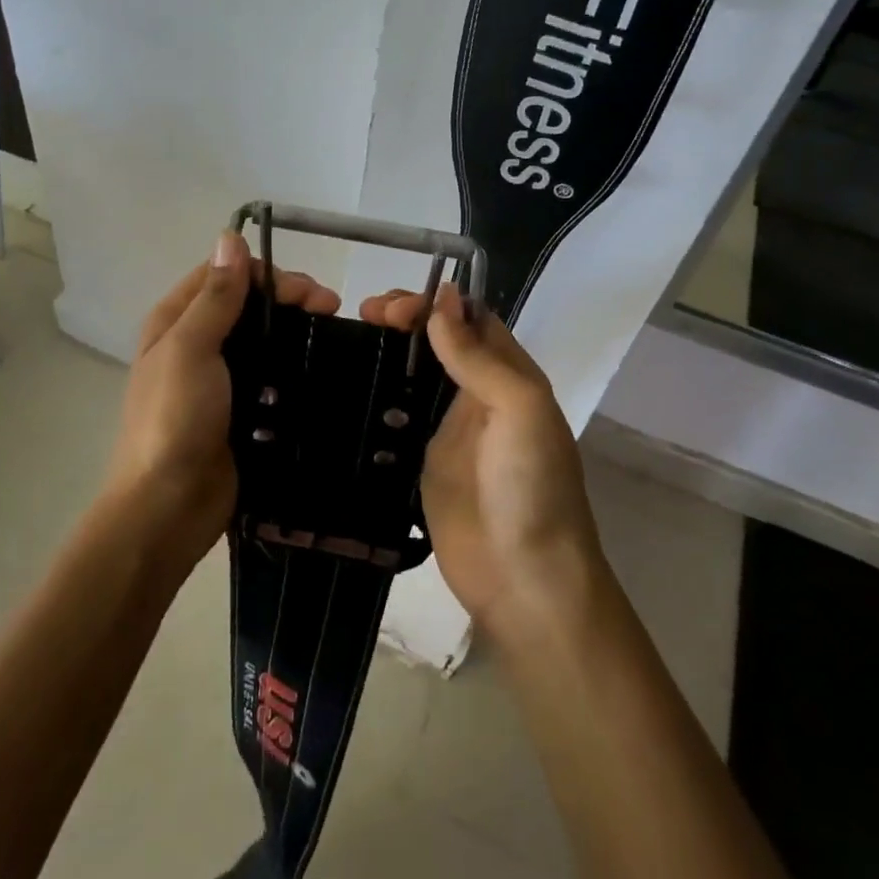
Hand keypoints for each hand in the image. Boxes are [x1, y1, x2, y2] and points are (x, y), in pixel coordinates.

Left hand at [109, 233, 338, 569]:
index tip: (306, 290)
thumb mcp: (190, 349)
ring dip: (295, 330)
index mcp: (175, 321)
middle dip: (288, 299)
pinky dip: (294, 365)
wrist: (169, 506)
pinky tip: (321, 368)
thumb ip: (215, 296)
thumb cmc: (173, 419)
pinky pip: (272, 376)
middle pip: (247, 304)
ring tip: (334, 337)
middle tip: (331, 309)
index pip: (224, 274)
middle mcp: (196, 343)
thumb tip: (230, 237)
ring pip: (263, 338)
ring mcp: (220, 379)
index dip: (266, 273)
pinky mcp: (242, 409)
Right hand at [360, 286, 599, 628]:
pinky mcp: (422, 462)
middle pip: (440, 341)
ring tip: (350, 336)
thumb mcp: (520, 409)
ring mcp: (448, 430)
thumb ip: (479, 356)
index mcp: (510, 376)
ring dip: (389, 350)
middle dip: (406, 319)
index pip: (472, 319)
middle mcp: (479, 395)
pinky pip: (397, 417)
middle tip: (366, 315)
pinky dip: (377, 395)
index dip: (437, 302)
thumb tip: (442, 299)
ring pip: (416, 374)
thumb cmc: (531, 486)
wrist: (523, 579)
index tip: (395, 304)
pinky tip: (347, 384)